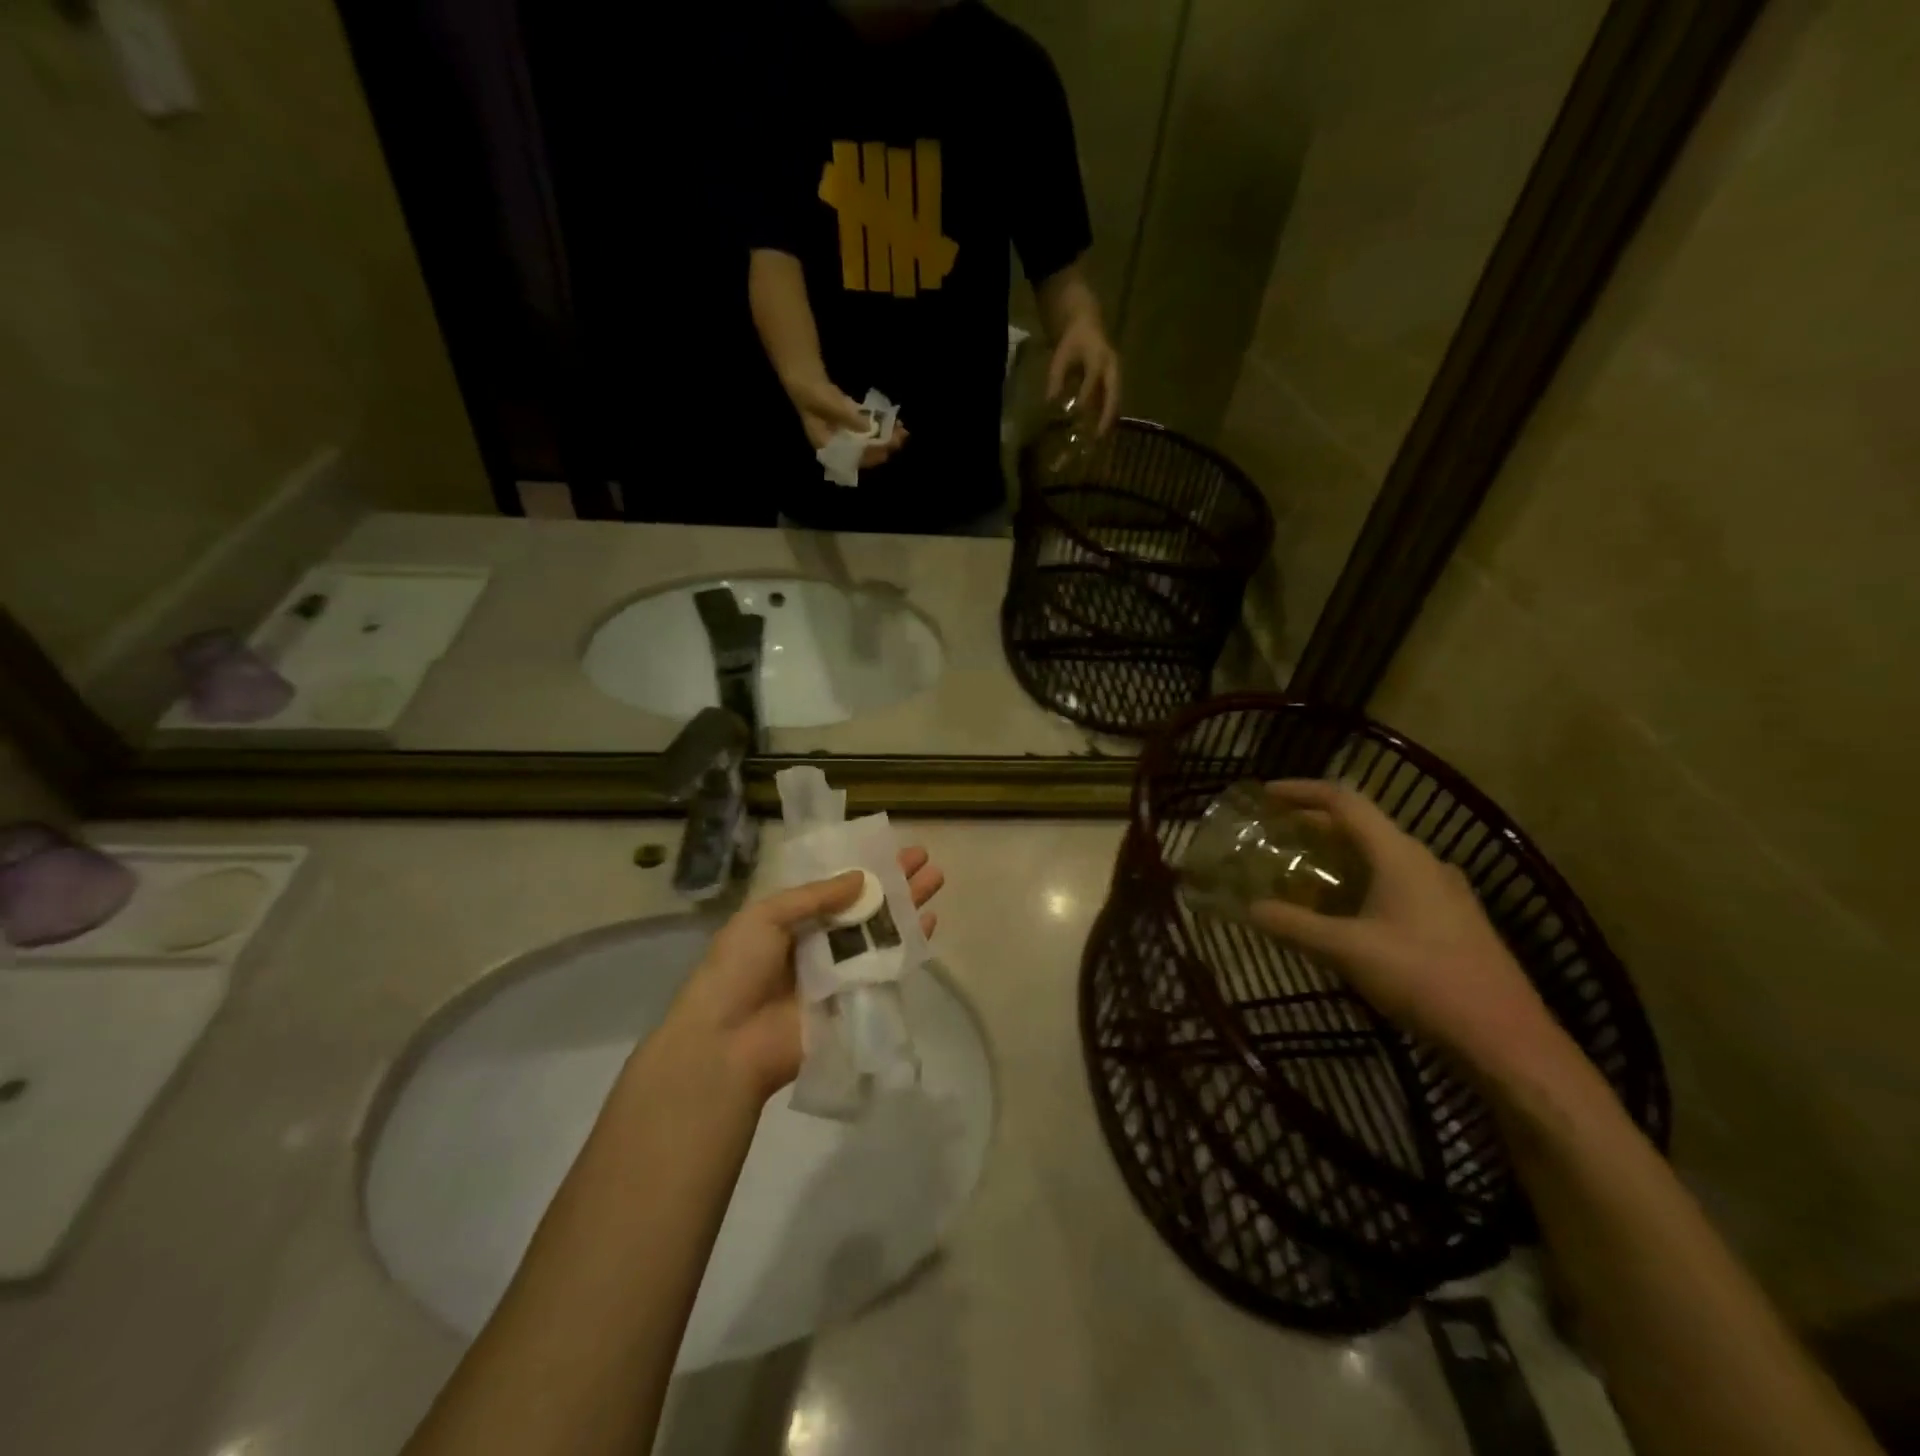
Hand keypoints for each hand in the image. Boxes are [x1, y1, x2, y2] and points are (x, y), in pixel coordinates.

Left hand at [666, 849, 944, 1101]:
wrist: (727, 1043)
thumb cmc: (737, 970)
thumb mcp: (765, 917)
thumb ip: (815, 896)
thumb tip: (862, 878)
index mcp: (792, 919)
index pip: (836, 886)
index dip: (864, 866)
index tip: (893, 847)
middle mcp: (819, 941)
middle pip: (865, 906)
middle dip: (894, 882)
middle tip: (925, 859)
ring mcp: (840, 971)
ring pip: (880, 931)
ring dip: (908, 906)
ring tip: (936, 880)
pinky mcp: (856, 999)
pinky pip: (887, 966)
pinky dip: (910, 944)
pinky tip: (930, 922)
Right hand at [785, 374, 908, 467]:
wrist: (806, 379)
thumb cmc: (813, 394)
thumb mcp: (830, 406)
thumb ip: (849, 418)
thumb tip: (870, 429)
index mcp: (829, 448)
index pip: (854, 459)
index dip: (871, 455)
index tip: (887, 448)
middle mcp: (839, 447)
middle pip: (865, 452)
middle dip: (884, 446)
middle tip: (901, 439)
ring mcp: (847, 436)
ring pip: (870, 441)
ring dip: (886, 437)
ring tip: (902, 431)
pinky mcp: (853, 425)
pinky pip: (870, 430)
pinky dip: (881, 427)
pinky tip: (895, 423)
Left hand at [1046, 315, 1120, 434]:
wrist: (1088, 326)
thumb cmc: (1072, 343)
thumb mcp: (1060, 358)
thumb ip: (1056, 379)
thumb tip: (1050, 404)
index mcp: (1099, 358)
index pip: (1093, 380)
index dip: (1085, 397)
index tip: (1075, 414)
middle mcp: (1113, 368)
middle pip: (1114, 394)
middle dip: (1106, 416)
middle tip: (1097, 436)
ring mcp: (1117, 376)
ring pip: (1116, 401)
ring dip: (1109, 421)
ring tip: (1100, 440)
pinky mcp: (1115, 383)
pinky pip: (1114, 402)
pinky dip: (1108, 417)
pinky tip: (1100, 432)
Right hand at [1247, 781, 1569, 1088]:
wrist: (1506, 1039)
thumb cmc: (1424, 979)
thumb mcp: (1347, 951)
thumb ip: (1293, 925)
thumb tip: (1250, 908)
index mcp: (1400, 855)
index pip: (1345, 801)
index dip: (1301, 792)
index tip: (1266, 795)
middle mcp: (1423, 861)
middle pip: (1362, 824)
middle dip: (1314, 824)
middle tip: (1276, 835)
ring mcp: (1443, 890)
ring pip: (1380, 854)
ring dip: (1338, 854)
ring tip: (1302, 871)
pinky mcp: (1452, 918)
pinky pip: (1395, 880)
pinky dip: (1360, 880)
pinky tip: (1344, 912)